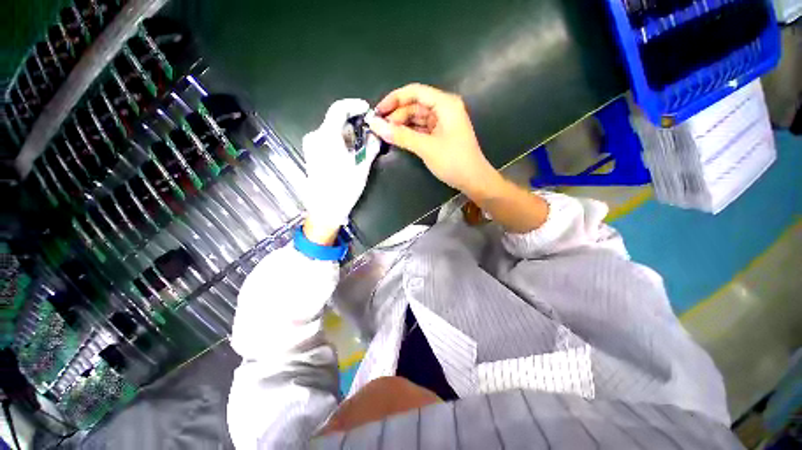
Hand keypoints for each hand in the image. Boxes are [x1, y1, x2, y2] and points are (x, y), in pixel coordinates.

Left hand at [302, 99, 381, 243]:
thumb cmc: (344, 189)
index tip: (367, 111)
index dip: (354, 105)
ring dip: (348, 135)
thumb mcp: (362, 167)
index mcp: (327, 137)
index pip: (339, 108)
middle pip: (336, 120)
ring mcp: (311, 145)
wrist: (324, 209)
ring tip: (360, 150)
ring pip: (333, 131)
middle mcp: (315, 136)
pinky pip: (328, 140)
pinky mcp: (311, 154)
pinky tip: (349, 155)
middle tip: (369, 136)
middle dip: (354, 125)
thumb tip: (377, 135)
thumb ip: (371, 147)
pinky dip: (340, 142)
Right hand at [366, 84, 500, 195]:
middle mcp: (444, 108)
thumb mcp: (426, 147)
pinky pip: (421, 129)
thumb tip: (375, 125)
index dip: (394, 99)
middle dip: (396, 115)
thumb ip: (401, 135)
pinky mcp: (440, 135)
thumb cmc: (453, 161)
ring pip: (417, 118)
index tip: (377, 112)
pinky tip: (398, 138)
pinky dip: (409, 133)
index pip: (415, 92)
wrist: (473, 180)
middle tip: (379, 128)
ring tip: (385, 135)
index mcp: (445, 104)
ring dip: (401, 125)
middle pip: (415, 105)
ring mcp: (442, 122)